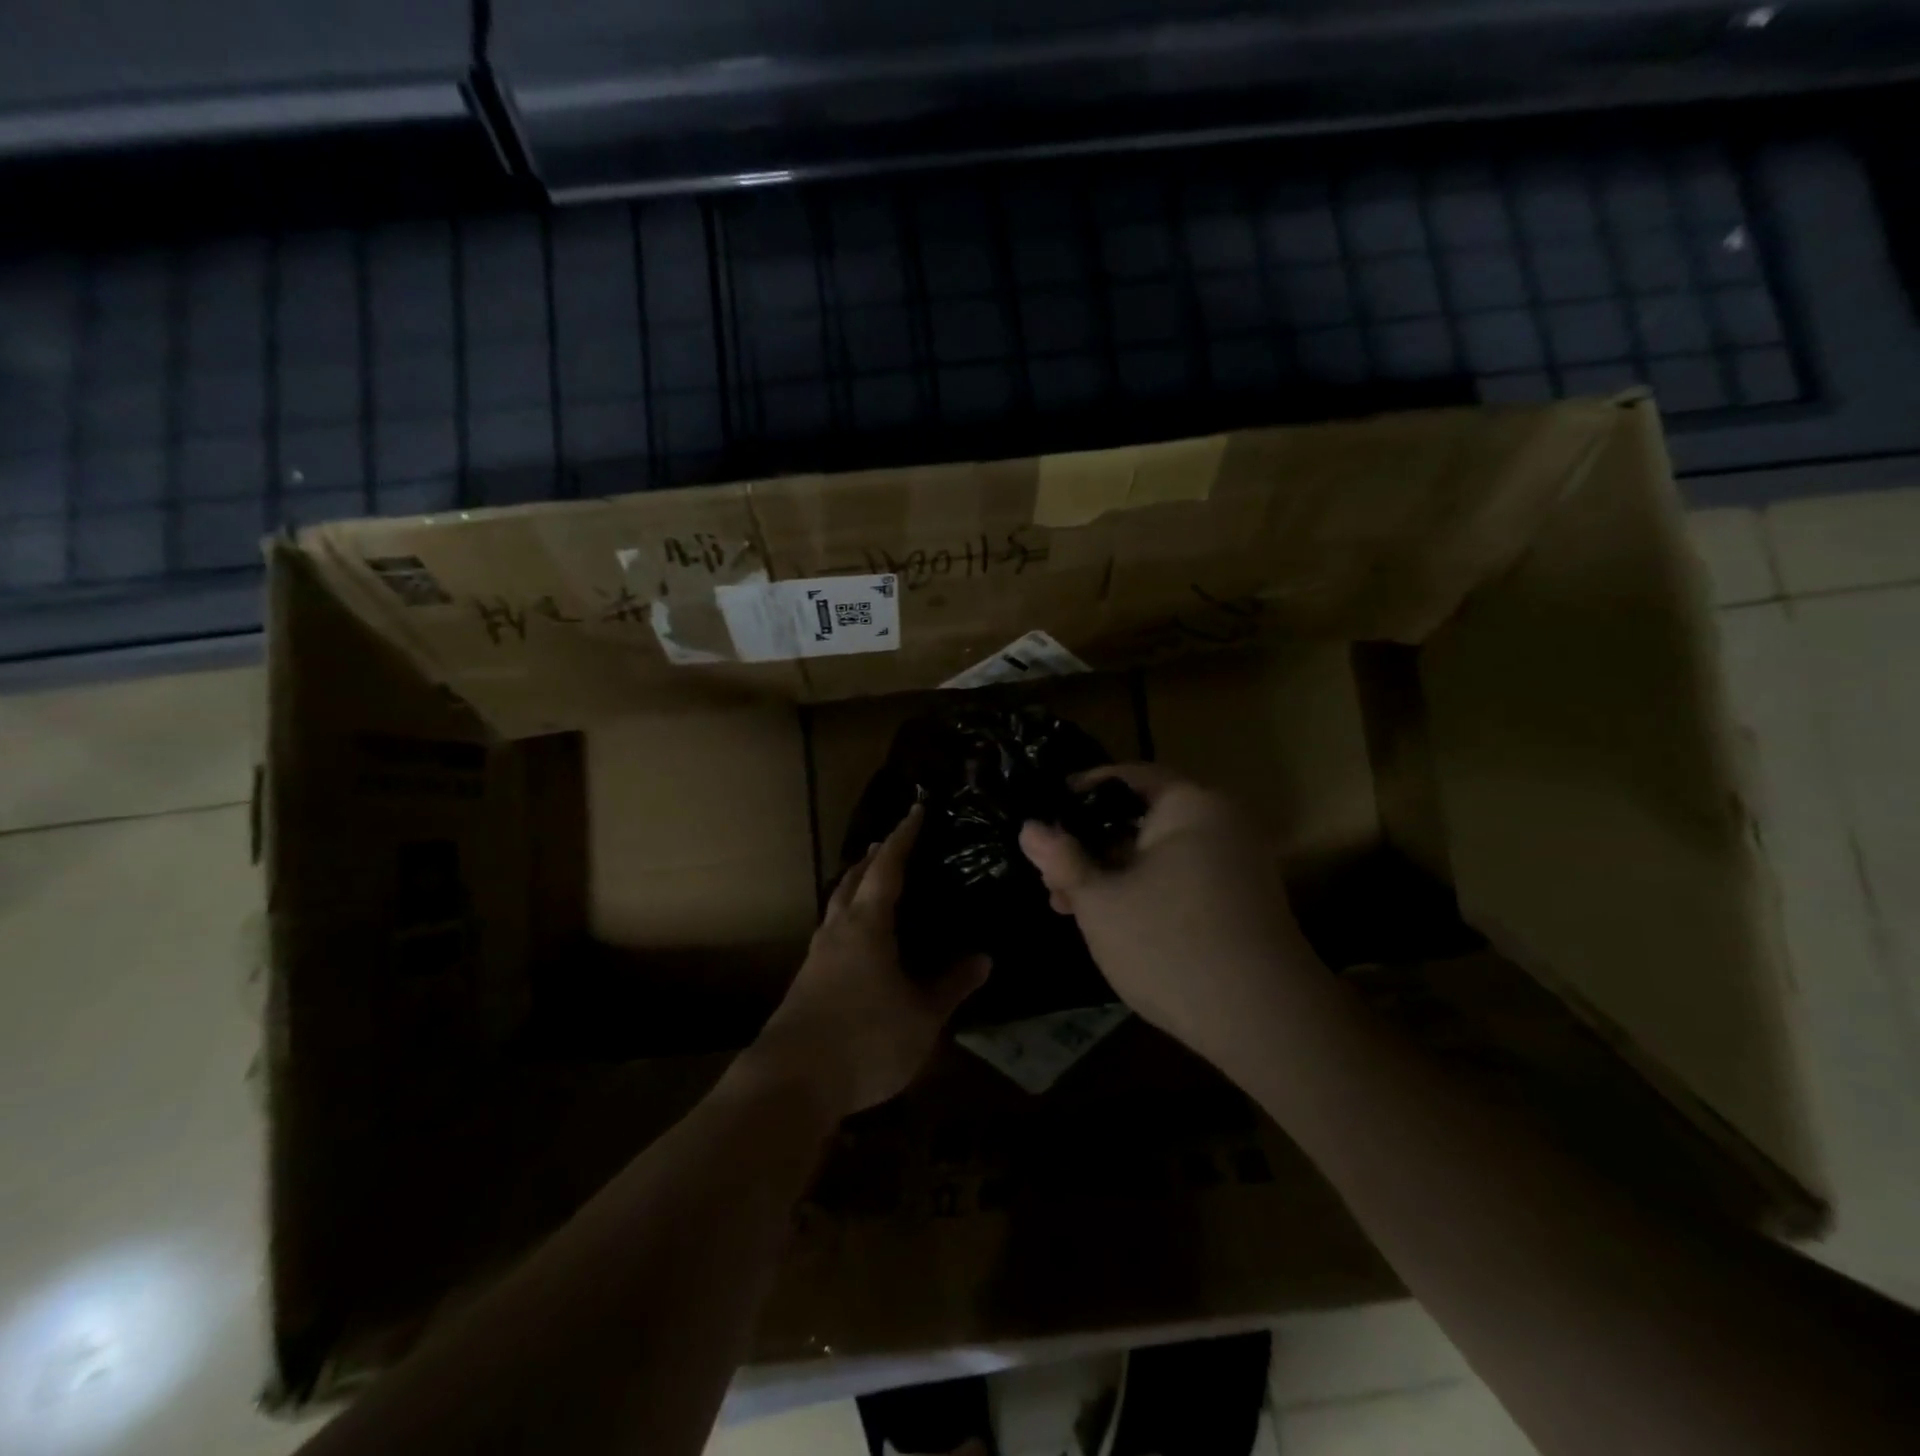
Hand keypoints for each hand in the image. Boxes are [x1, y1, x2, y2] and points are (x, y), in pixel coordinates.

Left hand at [744, 804, 990, 1121]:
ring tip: (873, 883)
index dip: (903, 837)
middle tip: (890, 843)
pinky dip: (847, 918)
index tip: (915, 811)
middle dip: (872, 858)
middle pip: (851, 880)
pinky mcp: (806, 982)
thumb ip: (951, 986)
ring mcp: (816, 956)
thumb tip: (983, 958)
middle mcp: (838, 930)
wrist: (791, 1082)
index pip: (887, 867)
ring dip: (855, 886)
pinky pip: (831, 932)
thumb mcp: (922, 1016)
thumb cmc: (865, 1039)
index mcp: (867, 925)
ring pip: (836, 905)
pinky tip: (858, 941)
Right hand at [1018, 765, 1321, 1073]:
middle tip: (1050, 876)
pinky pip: (1180, 880)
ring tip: (1068, 908)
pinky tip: (1110, 924)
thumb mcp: (1101, 902)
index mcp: (1190, 805)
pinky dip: (1143, 892)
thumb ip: (1062, 860)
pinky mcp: (1241, 902)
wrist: (1265, 1022)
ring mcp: (1236, 865)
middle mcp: (1220, 824)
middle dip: (1090, 847)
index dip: (1081, 791)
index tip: (1045, 811)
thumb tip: (1029, 828)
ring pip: (1157, 855)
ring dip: (1111, 875)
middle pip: (1141, 819)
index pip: (1127, 778)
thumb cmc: (1170, 945)